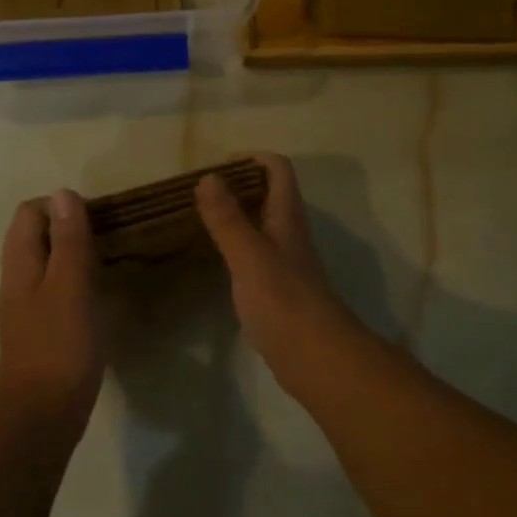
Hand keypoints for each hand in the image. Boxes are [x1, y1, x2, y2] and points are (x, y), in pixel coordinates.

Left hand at [0, 190, 103, 437]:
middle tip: (106, 235)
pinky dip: (73, 280)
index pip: (29, 213)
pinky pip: (54, 289)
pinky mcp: (40, 330)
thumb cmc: (59, 346)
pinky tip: (96, 293)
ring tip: (106, 258)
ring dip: (71, 253)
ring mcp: (26, 308)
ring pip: (45, 263)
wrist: (41, 416)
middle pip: (34, 236)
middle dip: (67, 227)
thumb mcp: (70, 287)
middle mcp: (17, 281)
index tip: (96, 218)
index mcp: (20, 265)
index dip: (60, 206)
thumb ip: (68, 241)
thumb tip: (63, 193)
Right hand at [196, 155, 364, 383]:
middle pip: (271, 195)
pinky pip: (256, 255)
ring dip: (237, 216)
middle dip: (240, 185)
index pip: (279, 170)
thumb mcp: (249, 255)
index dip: (253, 158)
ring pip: (263, 226)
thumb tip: (209, 177)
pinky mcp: (279, 290)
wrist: (316, 357)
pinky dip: (236, 247)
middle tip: (201, 193)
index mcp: (287, 218)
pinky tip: (215, 260)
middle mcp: (290, 235)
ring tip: (201, 220)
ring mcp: (286, 264)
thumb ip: (228, 219)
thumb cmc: (283, 301)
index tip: (219, 165)